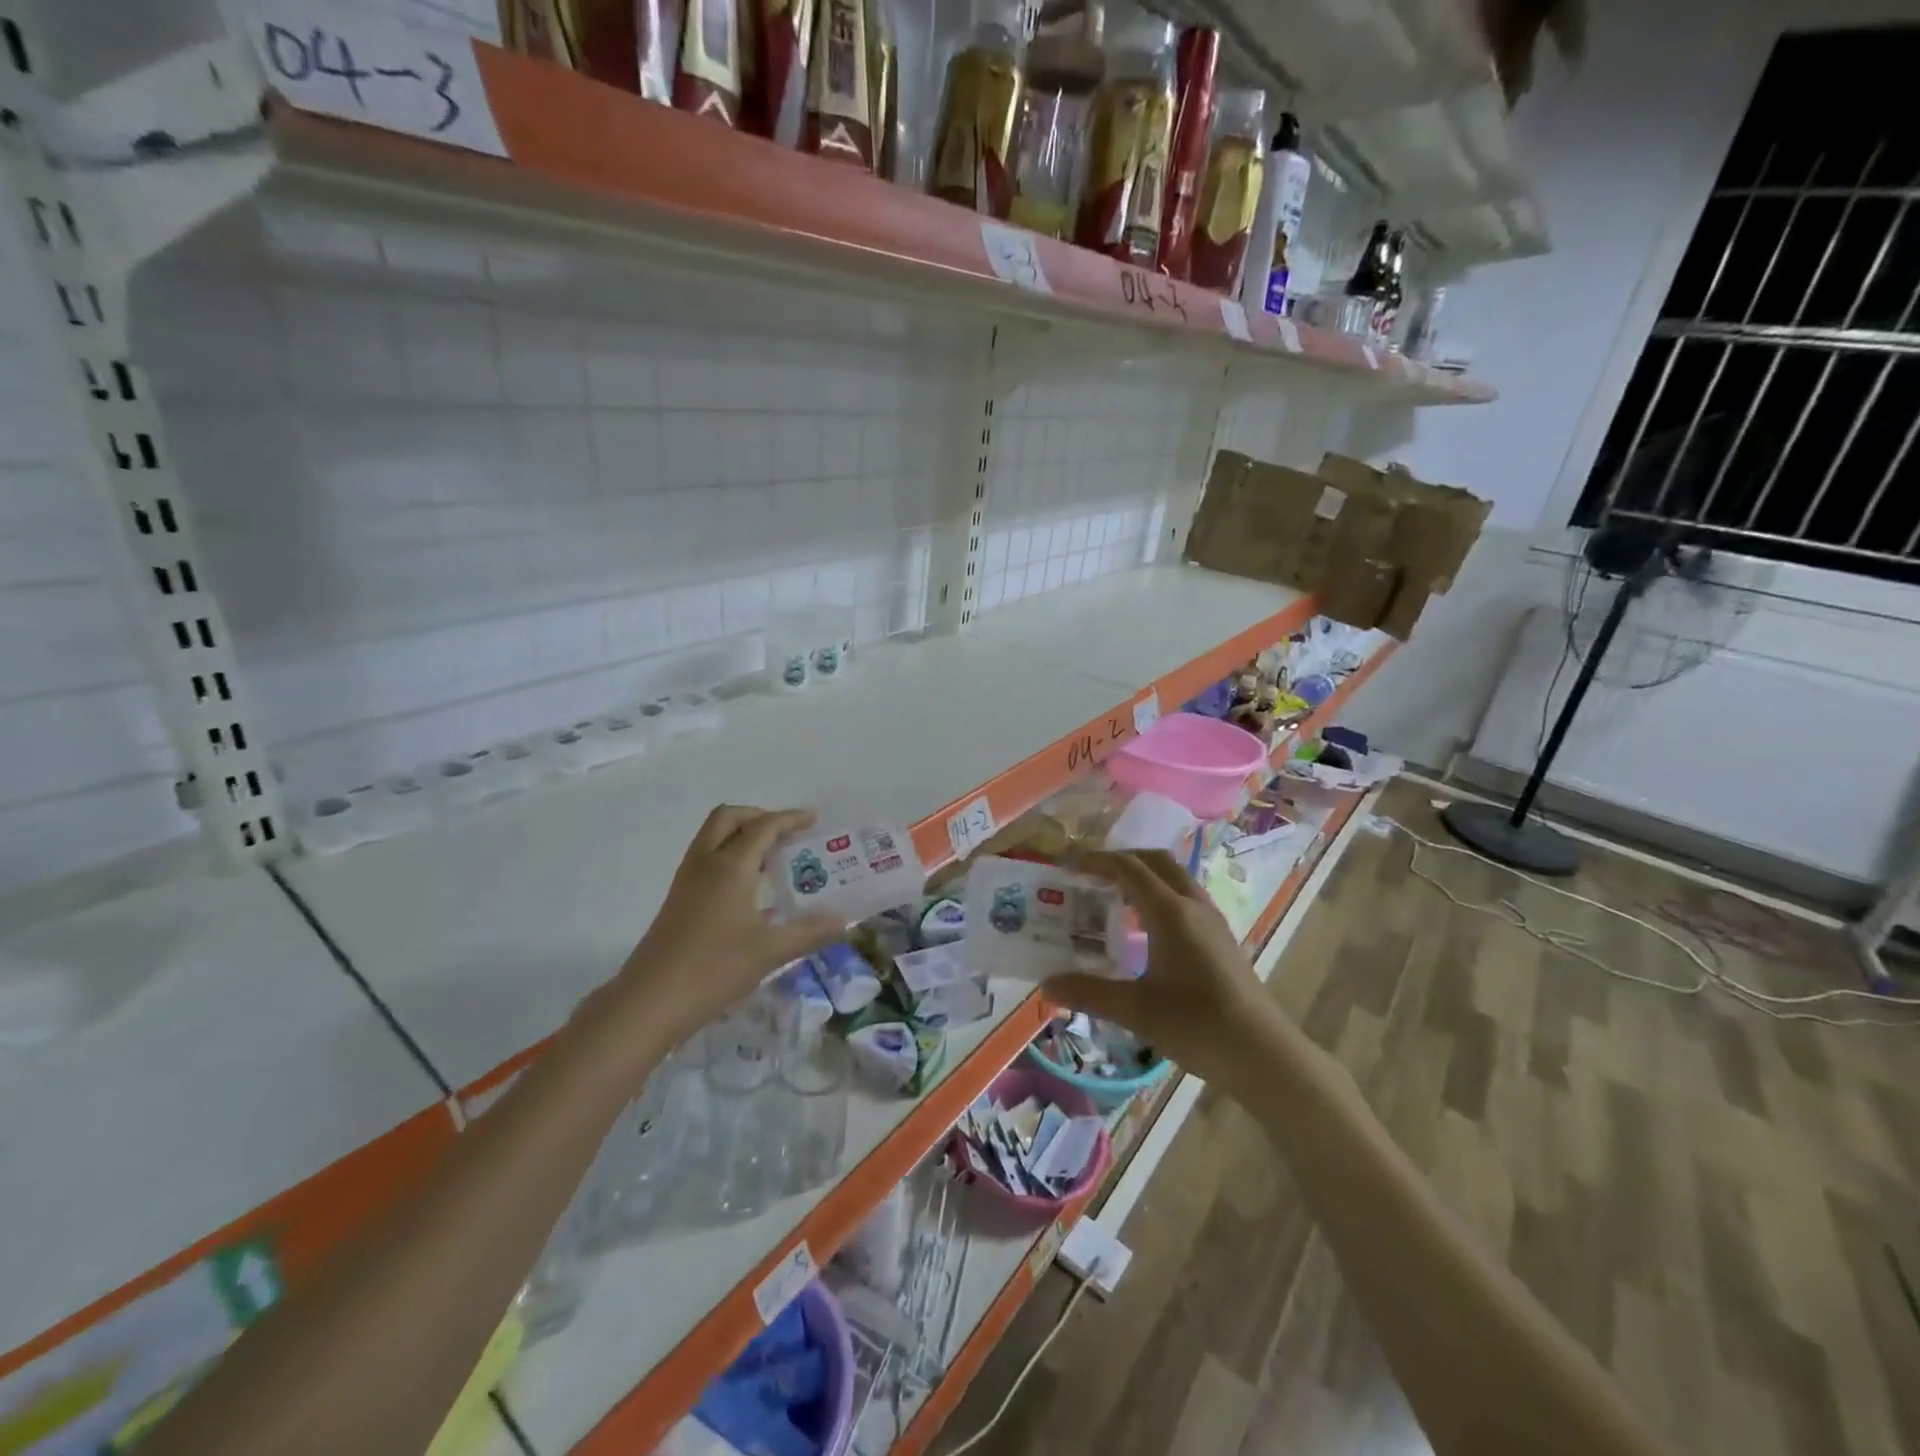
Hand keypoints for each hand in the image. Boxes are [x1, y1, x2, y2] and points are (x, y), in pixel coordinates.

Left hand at [606, 806, 843, 1057]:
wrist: (650, 1001)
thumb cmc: (714, 969)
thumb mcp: (771, 952)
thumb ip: (810, 933)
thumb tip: (843, 921)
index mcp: (730, 866)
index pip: (763, 826)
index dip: (790, 819)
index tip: (813, 820)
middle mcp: (706, 863)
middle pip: (729, 818)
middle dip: (759, 817)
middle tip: (786, 835)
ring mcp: (686, 881)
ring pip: (713, 837)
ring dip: (741, 836)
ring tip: (772, 860)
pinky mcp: (678, 900)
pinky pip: (706, 859)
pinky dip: (729, 857)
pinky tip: (750, 892)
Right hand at [1044, 850, 1279, 1086]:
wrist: (1262, 1053)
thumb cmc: (1196, 1025)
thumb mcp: (1135, 1010)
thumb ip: (1088, 992)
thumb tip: (1046, 983)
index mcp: (1170, 912)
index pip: (1128, 869)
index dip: (1096, 862)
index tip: (1068, 866)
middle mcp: (1193, 906)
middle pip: (1156, 862)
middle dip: (1122, 859)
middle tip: (1091, 874)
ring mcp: (1212, 921)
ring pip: (1175, 878)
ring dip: (1144, 875)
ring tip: (1115, 896)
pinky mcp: (1221, 939)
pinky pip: (1186, 898)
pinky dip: (1160, 895)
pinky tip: (1146, 928)